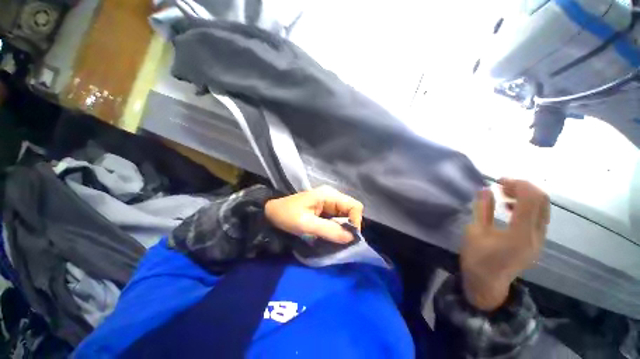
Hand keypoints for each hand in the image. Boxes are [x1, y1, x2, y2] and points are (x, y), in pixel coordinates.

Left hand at [265, 186, 363, 243]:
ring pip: (346, 215)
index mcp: (329, 195)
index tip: (348, 237)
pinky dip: (338, 227)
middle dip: (350, 226)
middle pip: (352, 210)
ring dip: (344, 228)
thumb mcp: (306, 224)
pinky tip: (331, 235)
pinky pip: (338, 218)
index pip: (354, 206)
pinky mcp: (325, 209)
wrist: (271, 213)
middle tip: (341, 240)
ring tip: (335, 239)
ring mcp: (329, 202)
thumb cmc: (286, 215)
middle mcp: (332, 196)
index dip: (355, 221)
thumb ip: (329, 230)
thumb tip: (351, 238)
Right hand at [461, 179, 549, 310]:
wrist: (488, 283)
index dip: (518, 184)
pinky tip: (510, 207)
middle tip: (502, 185)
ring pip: (543, 208)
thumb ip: (482, 209)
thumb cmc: (477, 258)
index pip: (531, 200)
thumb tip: (485, 189)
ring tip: (505, 193)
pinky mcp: (538, 241)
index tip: (499, 180)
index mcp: (520, 234)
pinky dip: (528, 206)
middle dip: (524, 187)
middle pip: (543, 201)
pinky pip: (539, 216)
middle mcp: (537, 235)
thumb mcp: (474, 232)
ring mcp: (540, 239)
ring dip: (526, 195)